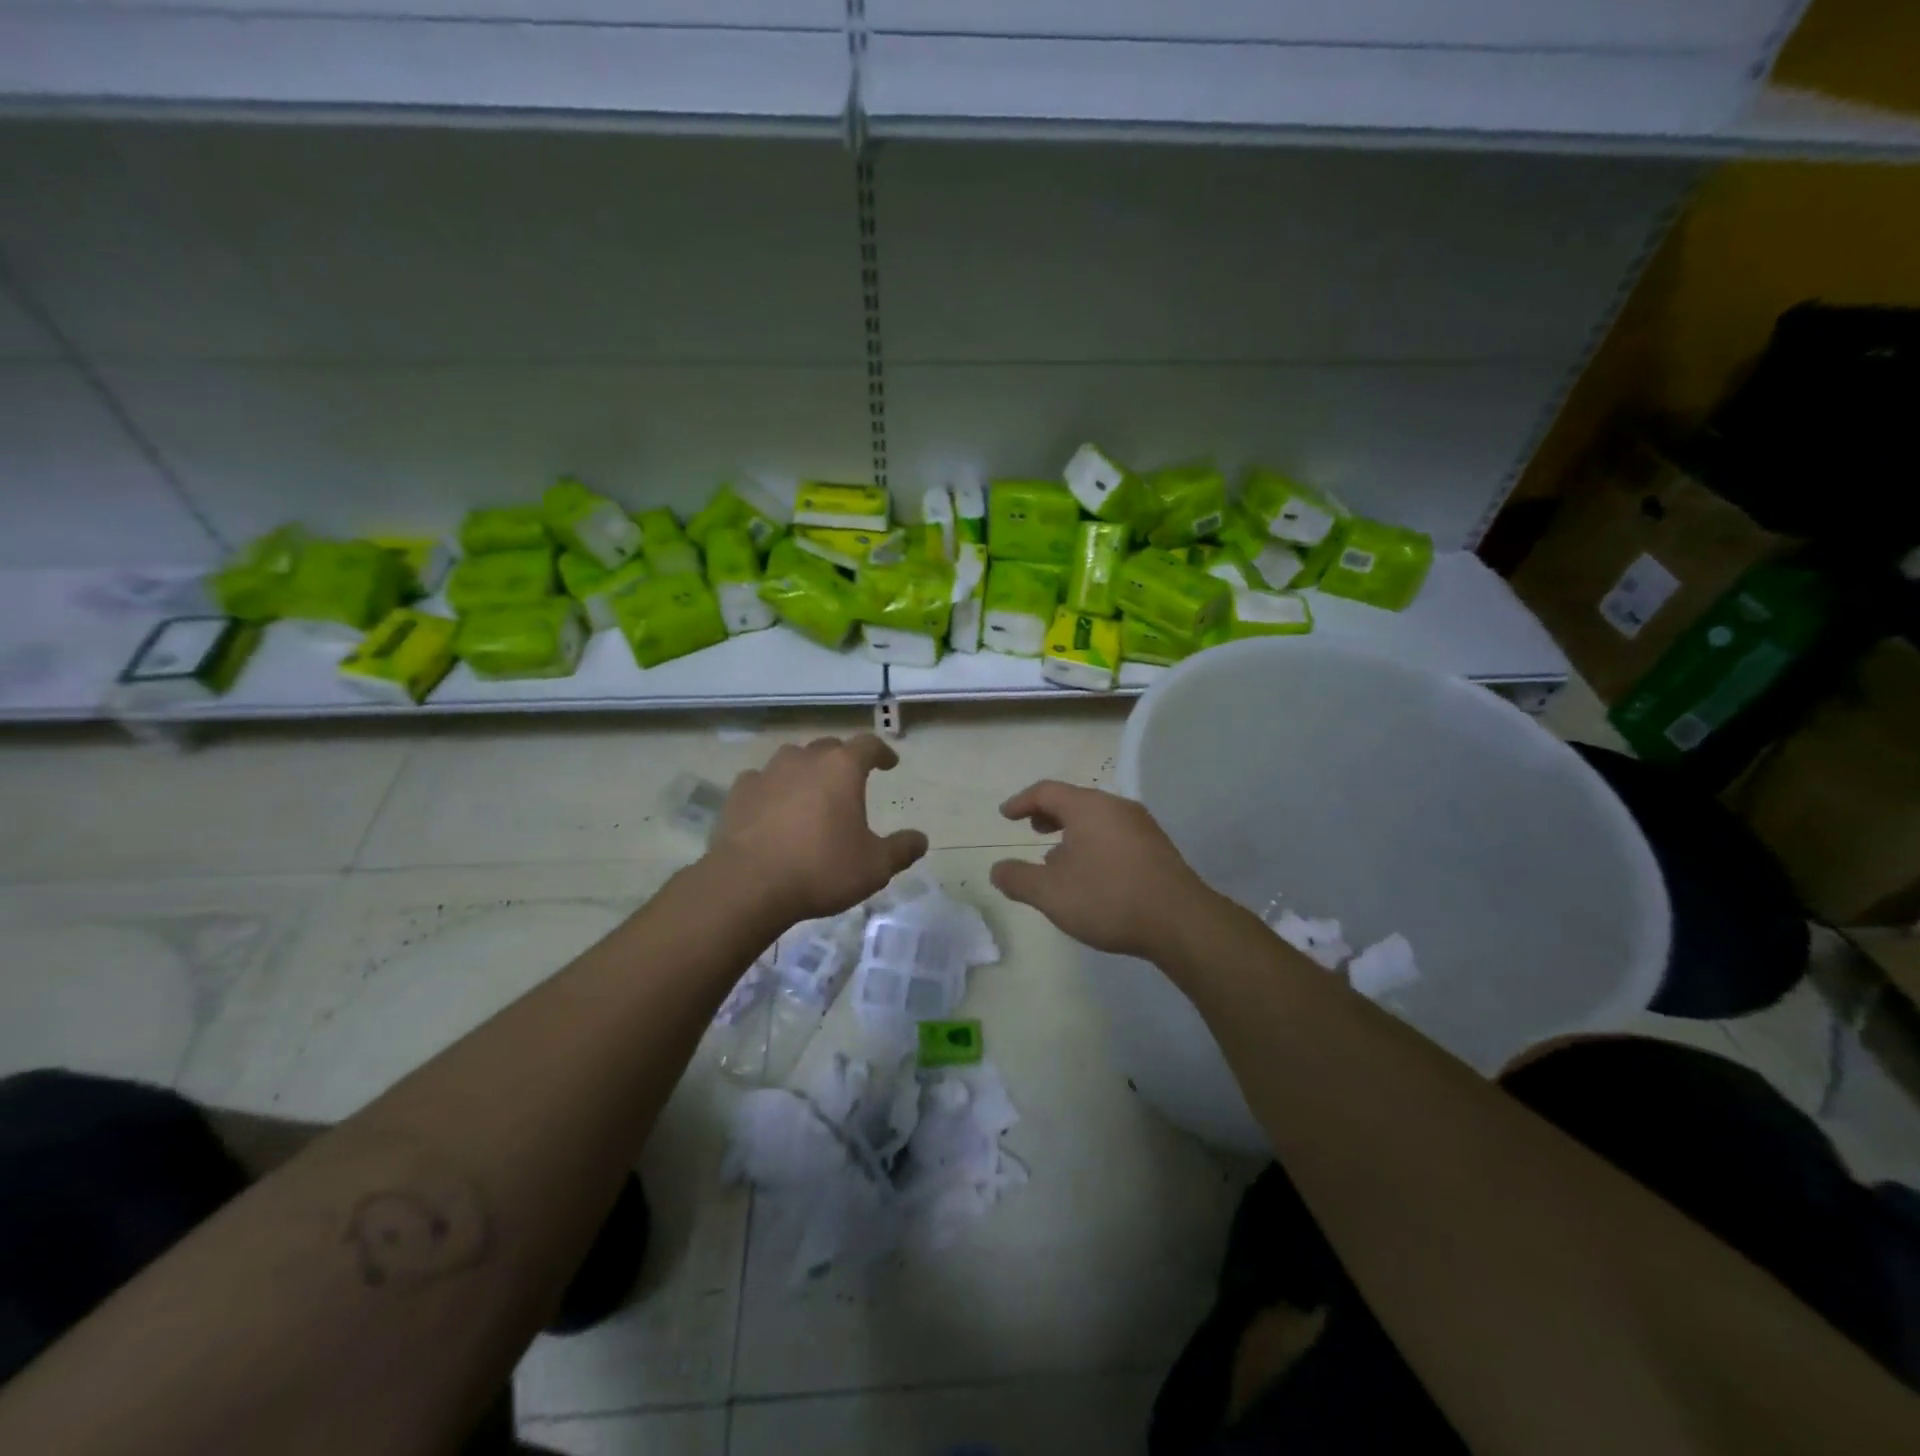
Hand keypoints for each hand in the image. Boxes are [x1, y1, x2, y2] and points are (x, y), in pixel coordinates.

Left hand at [712, 734, 927, 923]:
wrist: (749, 885)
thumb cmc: (821, 869)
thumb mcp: (875, 867)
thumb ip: (901, 850)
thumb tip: (920, 840)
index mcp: (842, 768)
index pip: (868, 745)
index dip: (882, 752)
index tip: (889, 763)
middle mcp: (805, 760)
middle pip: (829, 747)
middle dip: (842, 759)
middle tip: (850, 779)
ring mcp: (768, 773)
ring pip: (792, 758)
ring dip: (806, 769)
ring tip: (811, 790)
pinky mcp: (739, 793)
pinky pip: (761, 780)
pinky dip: (771, 788)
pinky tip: (772, 806)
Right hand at [990, 780, 1214, 958]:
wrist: (1181, 922)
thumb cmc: (1109, 898)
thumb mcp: (1051, 894)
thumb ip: (1018, 879)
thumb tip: (997, 870)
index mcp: (1088, 807)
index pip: (1046, 791)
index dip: (1021, 801)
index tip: (1005, 815)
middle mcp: (1116, 807)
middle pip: (1075, 800)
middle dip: (1049, 814)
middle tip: (1033, 831)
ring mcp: (1141, 826)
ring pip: (1097, 819)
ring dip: (1072, 832)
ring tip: (1058, 859)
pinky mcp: (1157, 848)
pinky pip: (1115, 834)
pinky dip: (1094, 843)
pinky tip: (1091, 874)